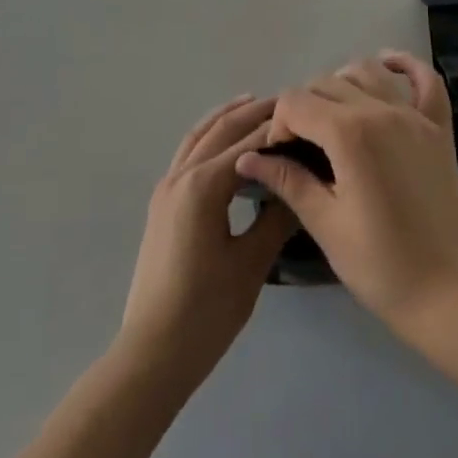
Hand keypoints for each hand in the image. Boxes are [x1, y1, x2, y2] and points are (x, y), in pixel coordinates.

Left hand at [119, 95, 296, 378]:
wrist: (151, 354)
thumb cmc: (205, 312)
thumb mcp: (250, 265)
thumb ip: (276, 219)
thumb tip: (299, 186)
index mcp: (203, 185)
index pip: (249, 143)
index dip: (278, 128)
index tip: (306, 117)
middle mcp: (181, 175)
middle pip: (222, 130)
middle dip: (254, 112)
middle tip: (287, 102)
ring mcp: (167, 188)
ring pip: (199, 135)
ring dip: (227, 117)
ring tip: (255, 104)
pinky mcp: (162, 203)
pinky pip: (188, 152)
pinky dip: (209, 136)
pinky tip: (224, 142)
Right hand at [235, 53, 457, 332]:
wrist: (444, 292)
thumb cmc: (378, 264)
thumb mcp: (324, 223)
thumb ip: (287, 180)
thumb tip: (246, 157)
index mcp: (348, 134)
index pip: (296, 102)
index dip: (279, 124)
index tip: (279, 154)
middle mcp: (380, 110)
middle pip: (327, 83)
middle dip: (305, 106)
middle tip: (301, 144)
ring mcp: (413, 113)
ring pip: (367, 71)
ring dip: (342, 83)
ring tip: (334, 115)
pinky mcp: (437, 125)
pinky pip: (424, 78)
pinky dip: (405, 64)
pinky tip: (386, 65)